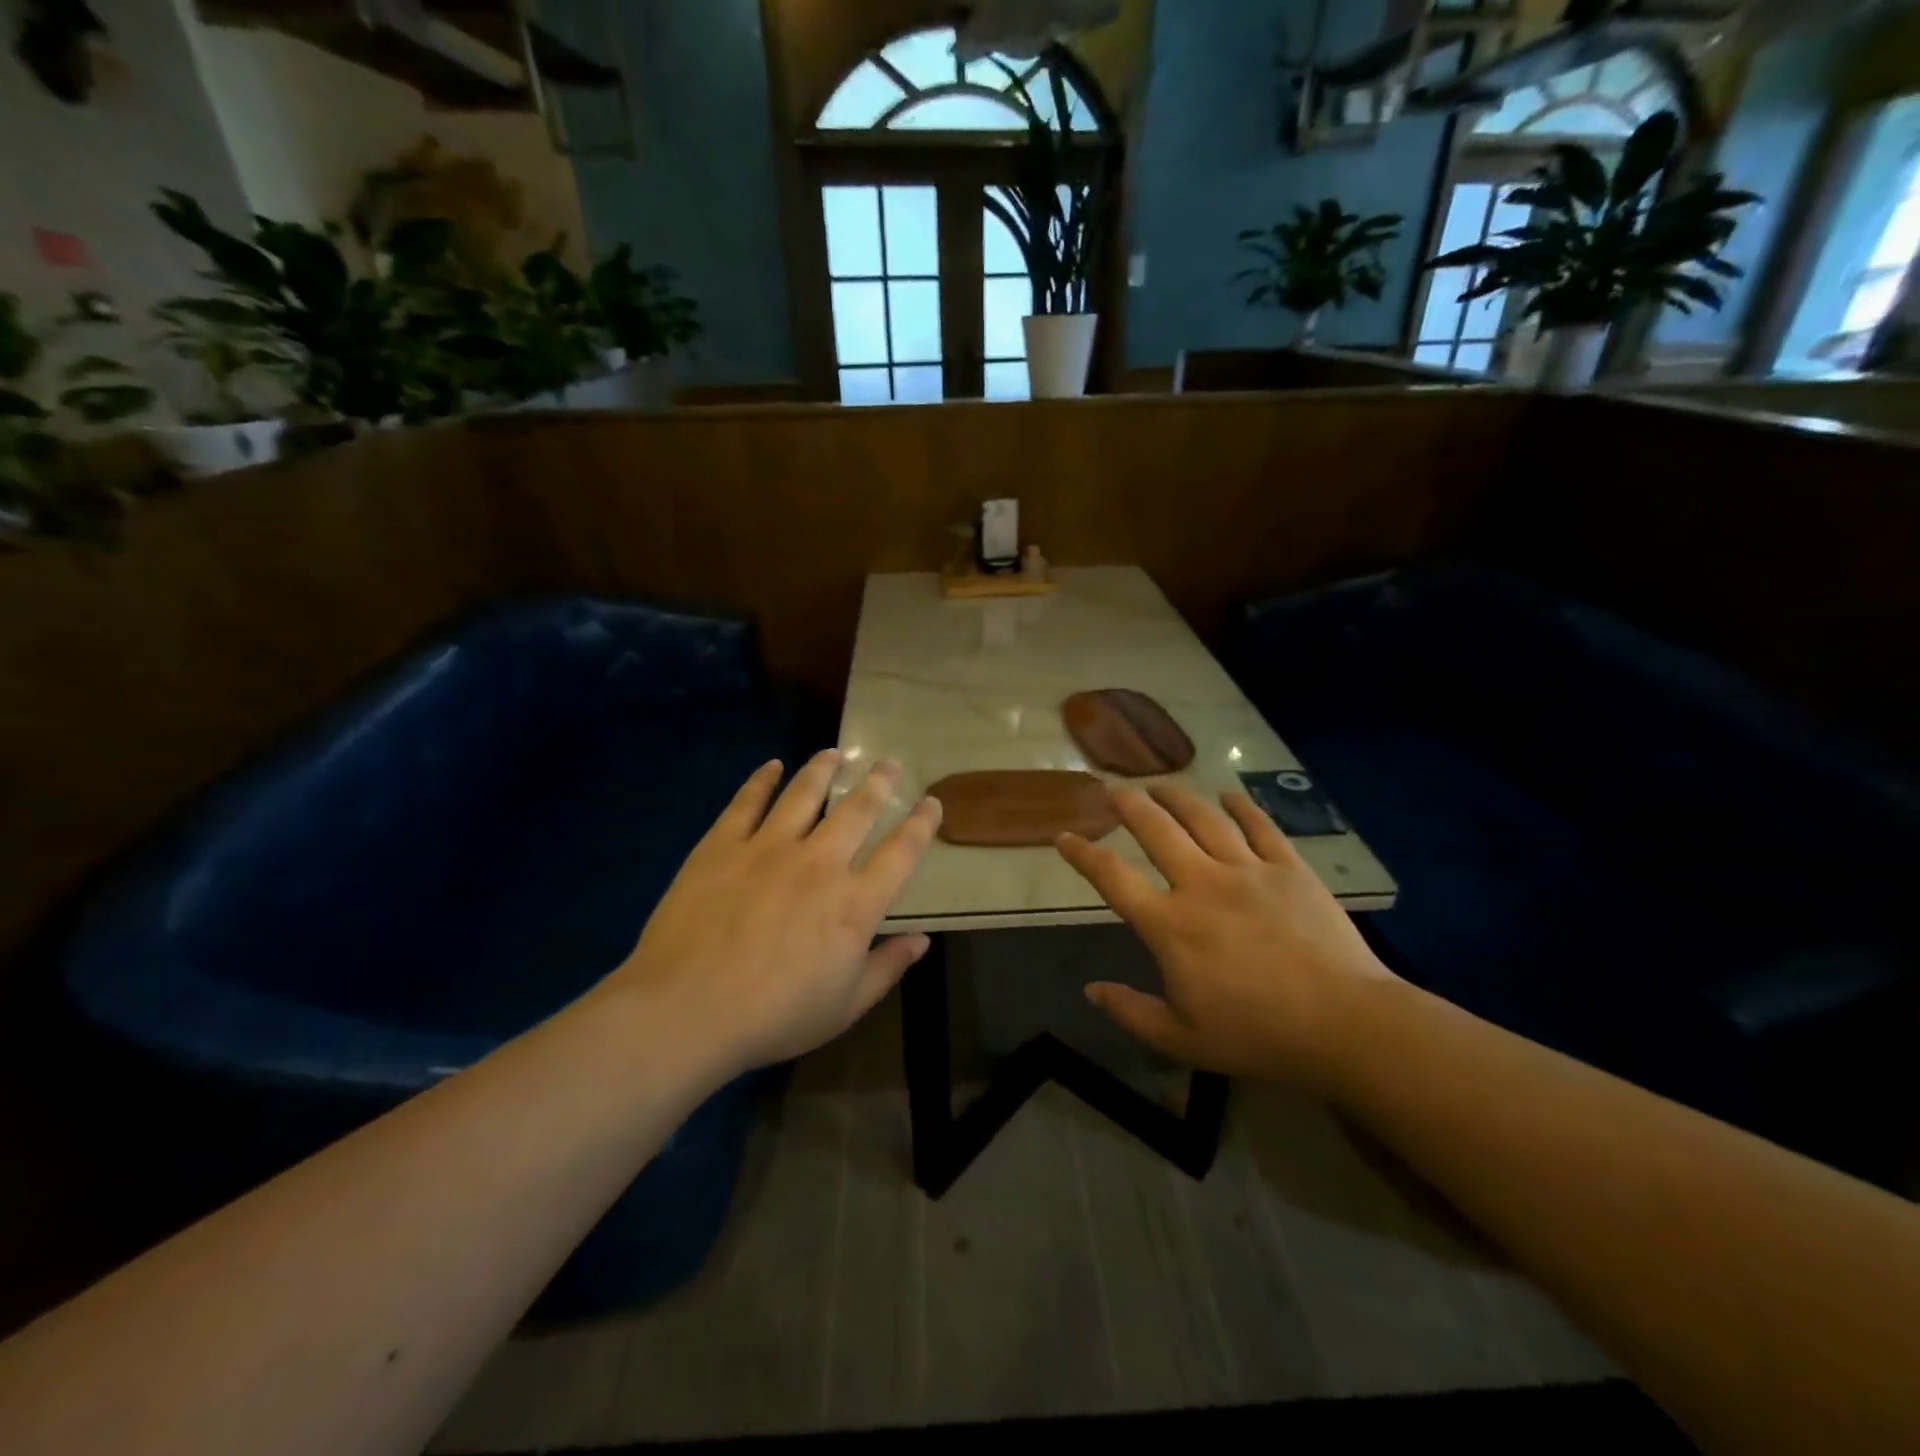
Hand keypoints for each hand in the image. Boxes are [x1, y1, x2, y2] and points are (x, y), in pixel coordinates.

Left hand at [606, 750, 941, 1073]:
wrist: (687, 1010)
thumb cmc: (774, 1016)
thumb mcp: (845, 1006)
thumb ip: (886, 968)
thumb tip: (922, 939)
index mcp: (854, 904)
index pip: (900, 853)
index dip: (920, 825)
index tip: (931, 802)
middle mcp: (819, 863)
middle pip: (857, 810)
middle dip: (878, 783)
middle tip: (889, 763)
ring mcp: (768, 848)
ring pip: (804, 794)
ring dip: (823, 769)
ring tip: (835, 753)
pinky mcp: (723, 845)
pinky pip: (747, 802)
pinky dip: (762, 780)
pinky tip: (772, 766)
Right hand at [1057, 784, 1397, 1089]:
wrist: (1345, 1025)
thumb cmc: (1258, 1035)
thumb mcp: (1181, 1040)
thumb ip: (1131, 1011)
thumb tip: (1091, 990)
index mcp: (1170, 925)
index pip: (1112, 878)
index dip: (1082, 855)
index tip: (1063, 837)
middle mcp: (1202, 884)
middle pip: (1156, 830)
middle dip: (1127, 804)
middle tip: (1112, 788)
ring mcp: (1248, 871)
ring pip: (1204, 818)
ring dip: (1176, 796)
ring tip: (1158, 783)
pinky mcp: (1290, 869)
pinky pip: (1260, 827)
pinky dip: (1241, 806)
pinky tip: (1228, 795)